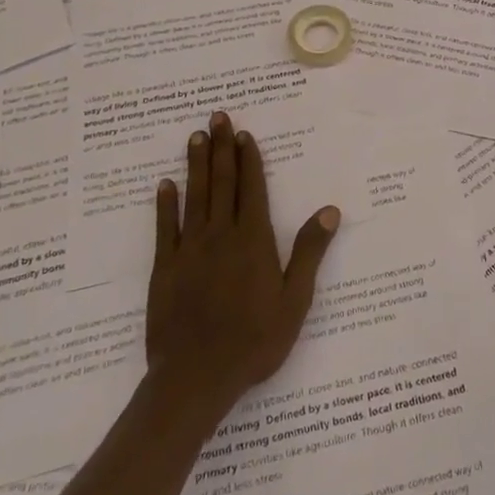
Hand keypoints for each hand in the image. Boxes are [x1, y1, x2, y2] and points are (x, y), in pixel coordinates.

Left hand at [147, 111, 340, 419]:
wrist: (195, 378)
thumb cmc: (254, 341)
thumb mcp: (294, 301)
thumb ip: (308, 252)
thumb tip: (330, 210)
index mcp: (253, 241)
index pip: (251, 189)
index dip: (248, 159)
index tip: (243, 134)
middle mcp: (220, 236)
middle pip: (222, 183)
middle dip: (221, 148)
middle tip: (216, 117)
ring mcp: (189, 250)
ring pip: (194, 197)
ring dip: (195, 166)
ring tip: (194, 137)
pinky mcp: (165, 269)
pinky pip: (165, 228)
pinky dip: (165, 204)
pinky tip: (164, 185)